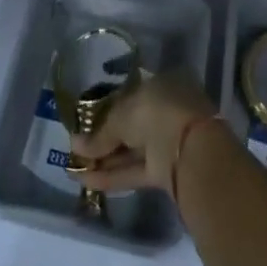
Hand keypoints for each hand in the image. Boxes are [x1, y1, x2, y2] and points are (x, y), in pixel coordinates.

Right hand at [67, 70, 218, 192]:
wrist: (191, 151)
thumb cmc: (156, 113)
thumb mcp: (121, 115)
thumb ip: (99, 133)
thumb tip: (76, 146)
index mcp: (162, 85)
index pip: (130, 95)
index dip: (106, 108)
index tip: (86, 121)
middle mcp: (166, 110)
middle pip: (131, 125)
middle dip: (104, 138)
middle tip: (76, 147)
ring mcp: (168, 141)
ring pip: (132, 149)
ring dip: (105, 159)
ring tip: (74, 165)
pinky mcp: (166, 170)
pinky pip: (135, 170)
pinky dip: (112, 176)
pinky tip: (85, 180)